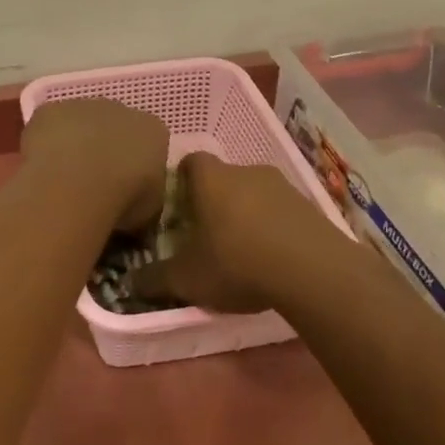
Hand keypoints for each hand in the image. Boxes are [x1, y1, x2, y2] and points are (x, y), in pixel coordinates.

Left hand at [20, 99, 169, 230]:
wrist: (79, 182)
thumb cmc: (124, 198)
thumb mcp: (149, 208)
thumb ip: (144, 194)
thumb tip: (134, 199)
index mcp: (153, 130)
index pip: (149, 142)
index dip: (135, 164)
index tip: (126, 186)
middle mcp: (121, 109)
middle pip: (114, 126)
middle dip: (105, 148)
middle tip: (92, 181)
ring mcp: (83, 106)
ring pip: (79, 123)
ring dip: (74, 143)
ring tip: (63, 177)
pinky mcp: (50, 110)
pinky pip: (49, 126)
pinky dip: (45, 142)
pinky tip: (42, 167)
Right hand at [133, 152, 344, 311]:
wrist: (314, 272)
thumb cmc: (237, 263)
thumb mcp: (185, 279)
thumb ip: (154, 279)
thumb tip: (130, 283)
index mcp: (211, 180)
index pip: (190, 161)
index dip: (181, 179)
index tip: (176, 205)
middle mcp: (246, 172)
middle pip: (223, 179)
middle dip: (213, 202)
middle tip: (204, 234)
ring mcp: (283, 187)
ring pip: (254, 194)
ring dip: (246, 215)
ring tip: (240, 250)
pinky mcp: (310, 207)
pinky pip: (281, 212)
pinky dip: (273, 229)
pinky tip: (271, 259)